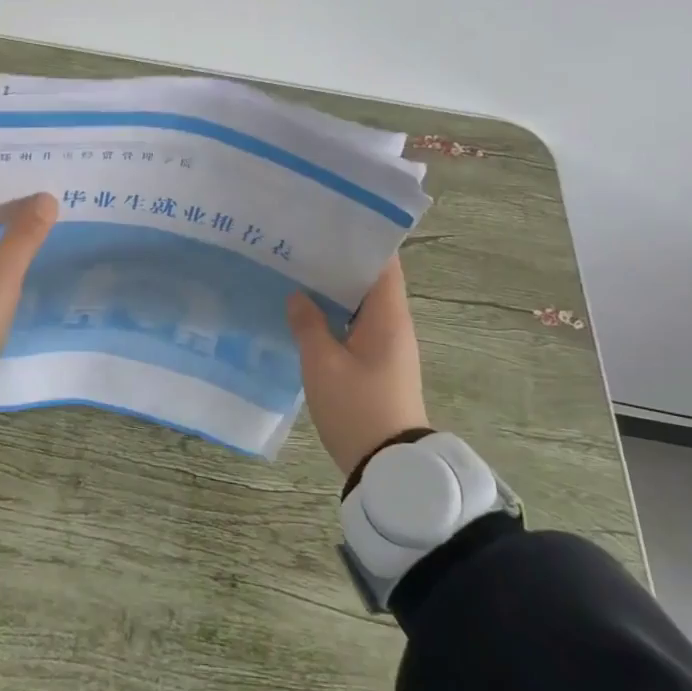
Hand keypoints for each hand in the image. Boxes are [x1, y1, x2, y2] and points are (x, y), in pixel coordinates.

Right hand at [287, 256, 429, 480]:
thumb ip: (308, 324)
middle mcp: (394, 325)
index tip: (329, 223)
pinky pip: (356, 327)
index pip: (383, 263)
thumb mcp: (323, 364)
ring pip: (360, 304)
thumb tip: (298, 296)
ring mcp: (387, 346)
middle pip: (369, 280)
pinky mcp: (378, 365)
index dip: (361, 240)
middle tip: (301, 244)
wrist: (388, 468)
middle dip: (339, 262)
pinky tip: (306, 312)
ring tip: (297, 271)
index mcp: (388, 316)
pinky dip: (335, 315)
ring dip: (335, 290)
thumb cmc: (358, 407)